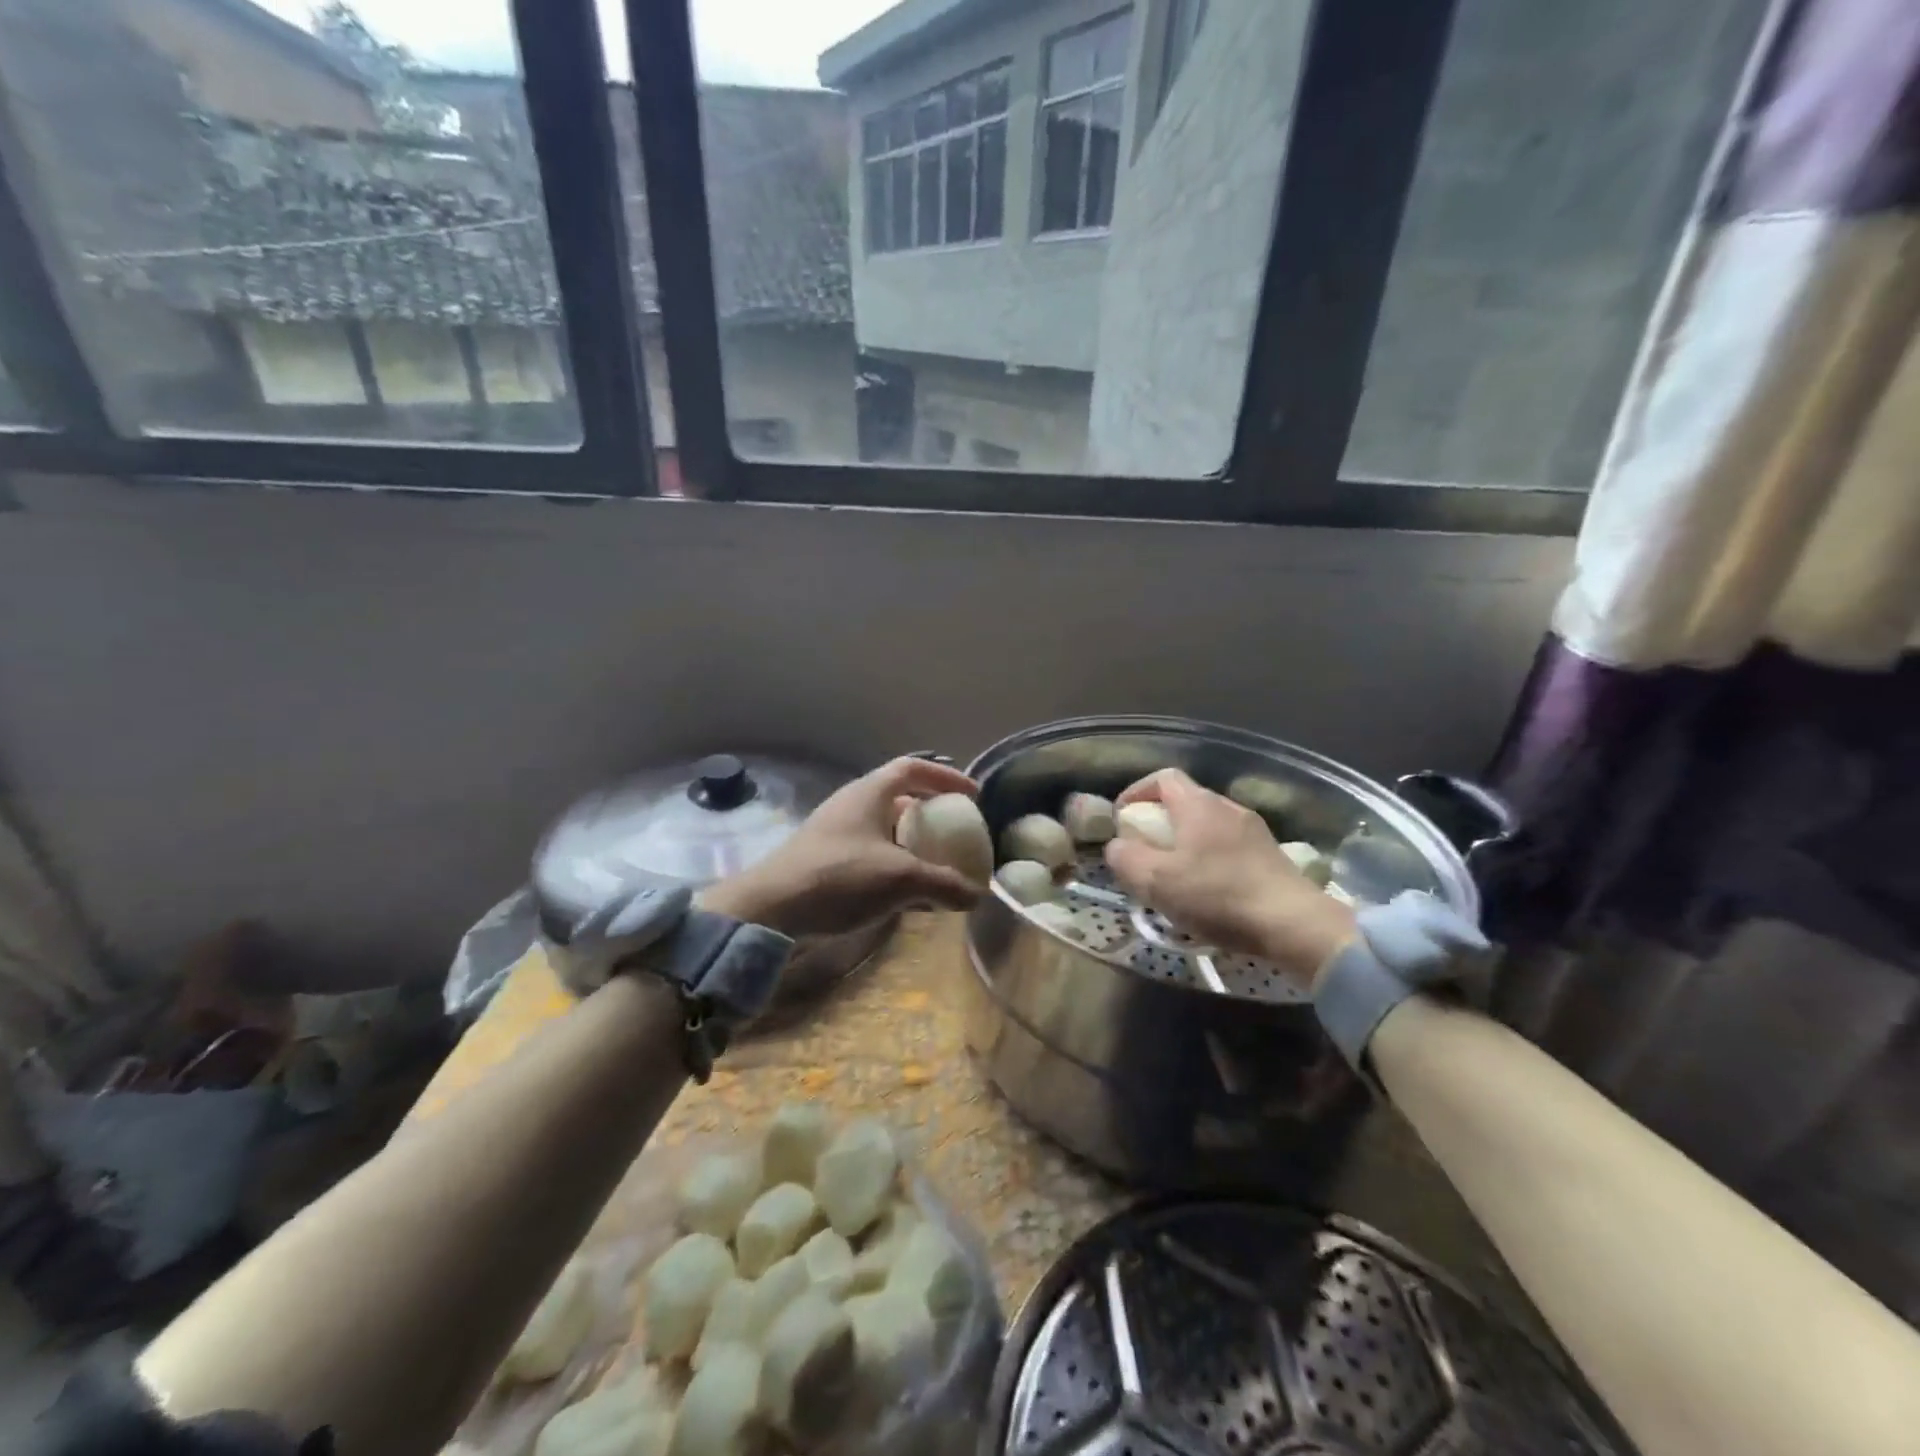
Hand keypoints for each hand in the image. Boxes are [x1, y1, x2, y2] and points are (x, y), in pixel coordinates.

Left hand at [697, 757, 983, 938]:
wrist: (770, 910)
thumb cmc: (840, 877)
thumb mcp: (901, 879)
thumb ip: (945, 885)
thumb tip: (979, 896)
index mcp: (869, 792)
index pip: (913, 768)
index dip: (945, 777)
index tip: (971, 796)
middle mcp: (851, 804)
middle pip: (898, 797)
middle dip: (929, 813)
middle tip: (954, 832)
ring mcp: (835, 832)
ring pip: (882, 828)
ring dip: (911, 843)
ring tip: (935, 866)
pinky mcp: (824, 860)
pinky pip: (869, 852)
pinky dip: (892, 865)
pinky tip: (905, 895)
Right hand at [1105, 768, 1357, 981]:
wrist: (1294, 925)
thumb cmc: (1218, 896)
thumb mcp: (1156, 881)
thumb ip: (1126, 858)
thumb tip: (1118, 847)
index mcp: (1198, 804)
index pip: (1162, 777)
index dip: (1136, 793)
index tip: (1122, 821)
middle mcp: (1227, 808)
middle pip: (1184, 801)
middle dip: (1158, 823)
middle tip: (1143, 853)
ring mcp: (1253, 831)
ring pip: (1206, 827)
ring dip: (1183, 844)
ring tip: (1172, 877)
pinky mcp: (1269, 857)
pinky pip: (1227, 847)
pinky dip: (1208, 860)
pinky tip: (1205, 893)